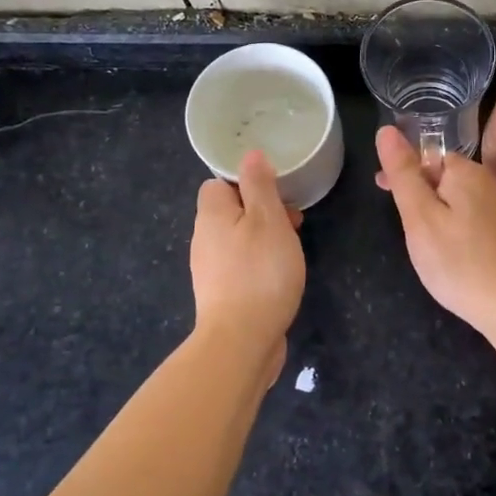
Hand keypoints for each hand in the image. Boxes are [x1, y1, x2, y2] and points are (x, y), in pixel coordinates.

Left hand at [190, 151, 304, 375]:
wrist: (241, 341)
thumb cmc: (260, 272)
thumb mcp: (268, 219)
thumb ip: (259, 185)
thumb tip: (250, 154)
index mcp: (211, 215)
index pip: (218, 183)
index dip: (246, 181)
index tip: (274, 190)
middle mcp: (203, 239)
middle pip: (230, 211)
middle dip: (261, 210)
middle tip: (291, 220)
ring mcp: (210, 269)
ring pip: (237, 239)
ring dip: (263, 237)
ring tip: (291, 247)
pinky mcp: (221, 294)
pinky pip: (240, 265)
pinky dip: (259, 263)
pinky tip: (279, 275)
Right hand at [374, 126, 495, 334]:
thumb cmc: (457, 261)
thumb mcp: (419, 216)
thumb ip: (403, 173)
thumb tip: (386, 130)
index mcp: (466, 171)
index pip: (427, 155)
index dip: (403, 172)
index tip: (383, 193)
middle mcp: (486, 181)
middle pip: (442, 175)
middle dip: (418, 191)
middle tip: (403, 225)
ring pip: (454, 197)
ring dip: (434, 210)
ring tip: (421, 240)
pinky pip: (468, 215)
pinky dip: (452, 225)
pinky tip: (447, 250)